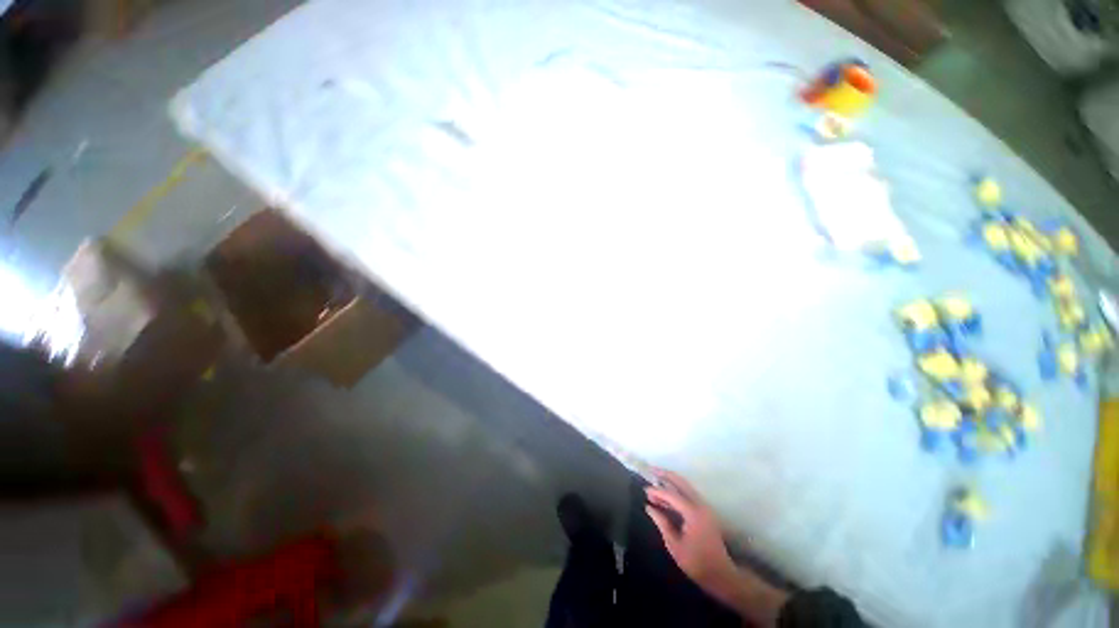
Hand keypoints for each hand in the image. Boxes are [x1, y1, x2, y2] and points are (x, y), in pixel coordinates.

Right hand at [645, 469, 738, 597]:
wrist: (721, 574)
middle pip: (682, 483)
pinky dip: (677, 490)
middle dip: (666, 475)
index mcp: (693, 513)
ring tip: (656, 482)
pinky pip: (689, 494)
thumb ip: (662, 522)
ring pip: (686, 487)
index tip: (645, 490)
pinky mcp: (705, 512)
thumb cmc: (696, 563)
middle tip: (651, 470)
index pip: (672, 495)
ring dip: (671, 482)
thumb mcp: (674, 545)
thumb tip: (649, 507)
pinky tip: (667, 495)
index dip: (657, 491)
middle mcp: (700, 505)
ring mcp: (705, 507)